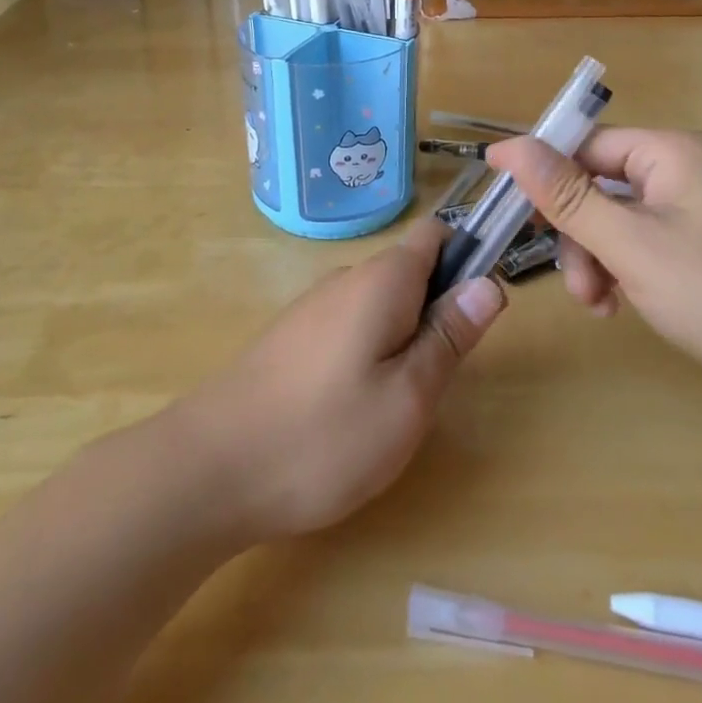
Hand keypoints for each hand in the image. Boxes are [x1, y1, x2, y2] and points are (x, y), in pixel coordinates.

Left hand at [181, 218, 504, 542]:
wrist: (211, 468)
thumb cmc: (324, 435)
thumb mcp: (408, 396)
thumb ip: (450, 335)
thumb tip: (490, 283)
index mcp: (382, 279)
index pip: (436, 235)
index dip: (467, 257)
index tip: (477, 311)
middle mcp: (346, 279)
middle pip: (410, 272)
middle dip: (435, 313)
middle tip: (435, 381)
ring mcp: (314, 307)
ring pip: (379, 304)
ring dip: (402, 339)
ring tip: (395, 405)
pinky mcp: (292, 337)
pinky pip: (349, 327)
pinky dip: (367, 354)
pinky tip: (351, 410)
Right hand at [487, 128, 701, 411]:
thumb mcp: (630, 243)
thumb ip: (565, 195)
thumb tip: (508, 147)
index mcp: (671, 153)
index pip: (586, 145)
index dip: (543, 172)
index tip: (504, 206)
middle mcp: (682, 173)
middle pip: (597, 186)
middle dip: (576, 234)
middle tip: (575, 282)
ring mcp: (692, 215)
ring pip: (613, 222)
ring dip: (594, 260)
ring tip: (599, 304)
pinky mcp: (698, 253)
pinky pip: (638, 247)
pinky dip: (619, 273)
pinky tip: (617, 307)